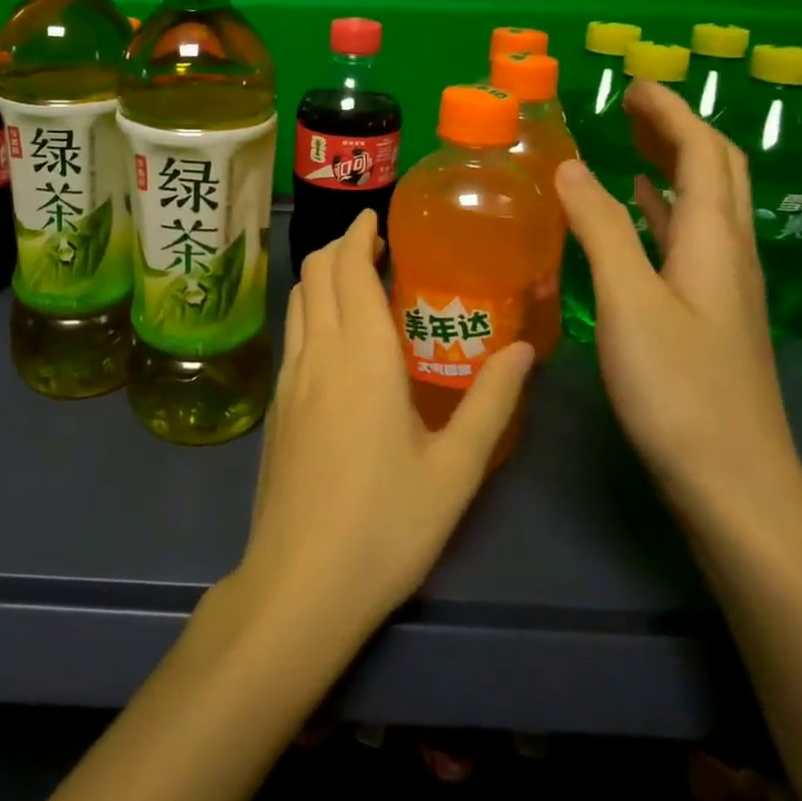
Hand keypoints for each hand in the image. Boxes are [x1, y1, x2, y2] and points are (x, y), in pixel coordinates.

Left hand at [229, 209, 535, 644]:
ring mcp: (290, 377)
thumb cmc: (387, 525)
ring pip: (298, 299)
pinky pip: (292, 332)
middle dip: (340, 246)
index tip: (377, 218)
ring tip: (356, 280)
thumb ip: (491, 402)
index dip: (358, 234)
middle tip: (376, 246)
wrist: (301, 583)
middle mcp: (319, 352)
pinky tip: (335, 336)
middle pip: (315, 272)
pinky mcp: (277, 404)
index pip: (348, 267)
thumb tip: (524, 350)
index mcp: (362, 355)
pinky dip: (310, 308)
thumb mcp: (456, 469)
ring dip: (322, 275)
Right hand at [555, 80, 801, 526]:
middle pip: (716, 171)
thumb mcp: (631, 301)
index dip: (671, 112)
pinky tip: (642, 212)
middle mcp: (729, 254)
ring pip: (704, 204)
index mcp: (716, 241)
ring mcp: (723, 287)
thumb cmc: (681, 391)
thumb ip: (601, 229)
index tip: (634, 82)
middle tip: (631, 105)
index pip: (702, 153)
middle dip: (677, 129)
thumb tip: (568, 165)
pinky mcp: (709, 315)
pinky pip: (688, 240)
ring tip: (631, 141)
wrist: (736, 487)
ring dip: (672, 164)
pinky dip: (663, 209)